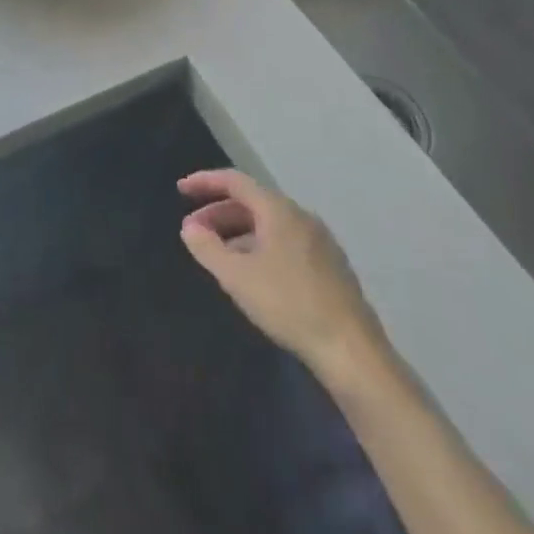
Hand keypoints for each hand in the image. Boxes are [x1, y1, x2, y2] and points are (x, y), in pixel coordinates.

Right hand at [178, 168, 386, 386]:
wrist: (352, 351)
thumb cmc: (289, 304)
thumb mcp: (237, 277)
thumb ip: (207, 248)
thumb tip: (189, 227)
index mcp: (278, 210)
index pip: (235, 182)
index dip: (205, 182)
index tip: (181, 189)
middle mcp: (300, 216)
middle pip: (252, 202)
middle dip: (219, 213)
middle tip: (194, 230)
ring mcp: (320, 241)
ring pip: (269, 225)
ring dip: (238, 233)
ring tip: (218, 255)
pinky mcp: (331, 267)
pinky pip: (285, 242)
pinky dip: (260, 246)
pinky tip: (253, 274)